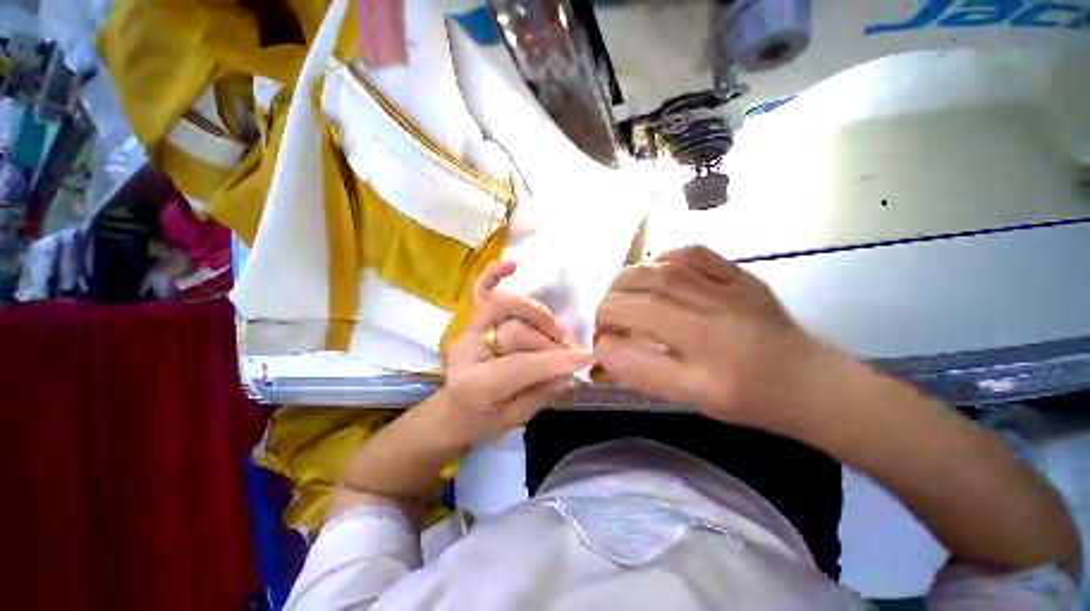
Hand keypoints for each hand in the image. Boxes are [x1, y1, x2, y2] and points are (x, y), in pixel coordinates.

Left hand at [440, 261, 591, 446]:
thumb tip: (569, 366)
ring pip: (503, 305)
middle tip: (567, 351)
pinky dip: (494, 275)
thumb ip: (542, 390)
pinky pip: (480, 290)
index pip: (521, 365)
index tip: (585, 358)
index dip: (555, 360)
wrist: (451, 412)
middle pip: (514, 332)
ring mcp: (466, 331)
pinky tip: (514, 266)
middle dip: (548, 342)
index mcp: (474, 385)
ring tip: (553, 328)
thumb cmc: (482, 421)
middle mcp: (467, 350)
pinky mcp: (470, 321)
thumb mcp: (515, 418)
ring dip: (535, 313)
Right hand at [594, 245, 830, 429]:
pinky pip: (693, 253)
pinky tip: (653, 273)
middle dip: (610, 302)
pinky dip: (663, 257)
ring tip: (618, 296)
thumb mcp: (692, 397)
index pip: (635, 321)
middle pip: (643, 290)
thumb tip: (605, 350)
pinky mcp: (738, 274)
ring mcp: (729, 286)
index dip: (604, 327)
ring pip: (661, 269)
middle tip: (602, 318)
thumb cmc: (749, 398)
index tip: (595, 339)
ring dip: (628, 280)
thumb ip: (643, 373)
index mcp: (705, 347)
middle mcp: (714, 309)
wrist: (809, 382)